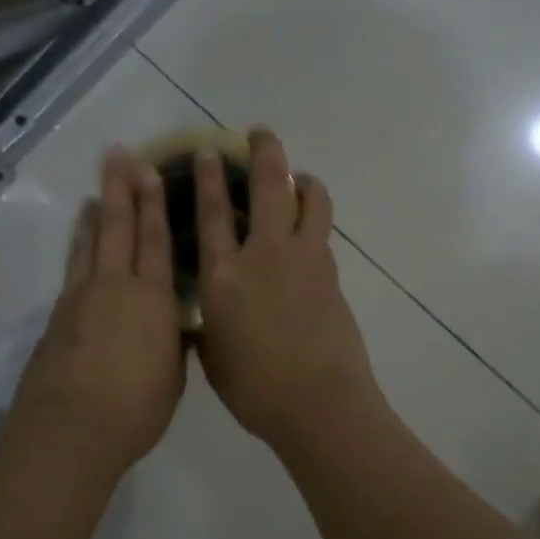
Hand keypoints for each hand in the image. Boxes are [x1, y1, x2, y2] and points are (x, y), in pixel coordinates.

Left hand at [1, 149, 185, 484]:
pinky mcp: (58, 314)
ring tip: (99, 185)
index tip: (152, 171)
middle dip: (121, 189)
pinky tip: (81, 234)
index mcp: (152, 299)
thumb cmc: (135, 407)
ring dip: (97, 209)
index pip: (156, 240)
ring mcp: (82, 297)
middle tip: (120, 155)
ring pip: (91, 240)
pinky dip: (78, 241)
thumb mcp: (173, 376)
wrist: (71, 428)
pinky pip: (74, 264)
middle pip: (118, 227)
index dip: (155, 203)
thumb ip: (174, 342)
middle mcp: (116, 286)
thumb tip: (177, 324)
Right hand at [193, 129, 382, 451]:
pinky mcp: (332, 273)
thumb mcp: (214, 357)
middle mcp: (264, 256)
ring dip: (303, 180)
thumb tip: (208, 315)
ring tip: (297, 179)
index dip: (207, 177)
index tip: (207, 150)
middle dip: (264, 152)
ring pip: (310, 200)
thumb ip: (208, 326)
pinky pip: (322, 232)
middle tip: (260, 133)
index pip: (212, 213)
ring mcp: (304, 260)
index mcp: (223, 277)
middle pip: (268, 187)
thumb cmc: (255, 390)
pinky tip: (308, 229)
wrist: (319, 405)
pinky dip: (315, 218)